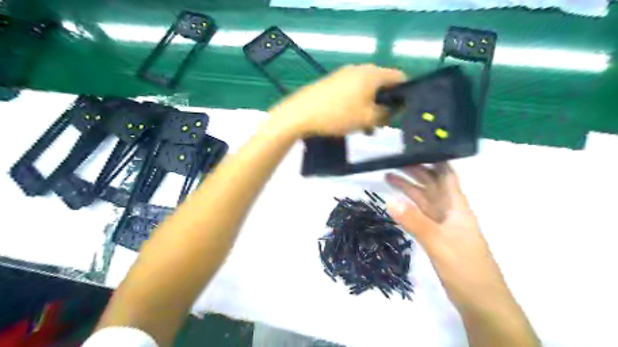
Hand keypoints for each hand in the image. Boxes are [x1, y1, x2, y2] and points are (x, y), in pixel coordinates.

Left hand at [267, 64, 406, 136]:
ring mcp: (344, 74)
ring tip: (365, 129)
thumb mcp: (368, 118)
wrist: (300, 114)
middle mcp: (360, 69)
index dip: (404, 94)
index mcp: (372, 73)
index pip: (399, 78)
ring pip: (366, 91)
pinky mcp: (333, 82)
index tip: (401, 112)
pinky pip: (352, 92)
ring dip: (370, 108)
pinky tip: (350, 122)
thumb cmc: (338, 115)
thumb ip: (387, 114)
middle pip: (382, 85)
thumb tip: (396, 110)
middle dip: (384, 105)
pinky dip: (357, 106)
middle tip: (381, 125)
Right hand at [384, 164, 541, 345]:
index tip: (417, 148)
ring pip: (424, 199)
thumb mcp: (438, 242)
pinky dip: (409, 206)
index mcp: (456, 206)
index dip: (435, 160)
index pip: (447, 175)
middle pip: (432, 184)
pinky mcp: (437, 236)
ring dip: (408, 188)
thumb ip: (414, 221)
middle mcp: (450, 211)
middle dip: (415, 171)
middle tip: (394, 162)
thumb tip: (389, 201)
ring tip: (388, 178)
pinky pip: (421, 214)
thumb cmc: (465, 267)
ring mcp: (443, 224)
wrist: (480, 300)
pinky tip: (398, 204)